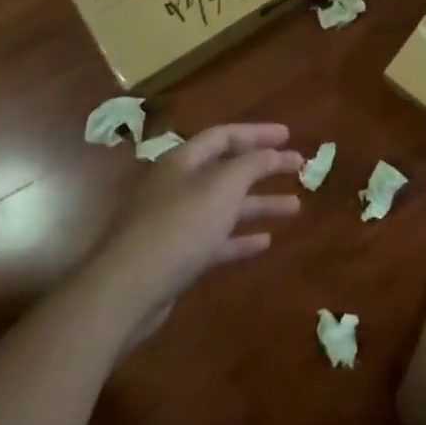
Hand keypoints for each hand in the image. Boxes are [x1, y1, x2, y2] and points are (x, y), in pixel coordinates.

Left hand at [103, 123, 303, 307]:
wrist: (127, 290)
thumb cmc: (179, 226)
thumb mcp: (223, 186)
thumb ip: (252, 164)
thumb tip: (273, 153)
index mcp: (183, 160)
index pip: (225, 136)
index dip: (258, 133)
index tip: (288, 137)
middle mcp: (178, 186)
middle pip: (227, 170)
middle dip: (264, 168)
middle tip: (298, 167)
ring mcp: (175, 223)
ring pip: (225, 206)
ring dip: (259, 204)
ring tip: (295, 207)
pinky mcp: (175, 257)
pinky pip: (215, 240)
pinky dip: (240, 238)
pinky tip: (265, 242)